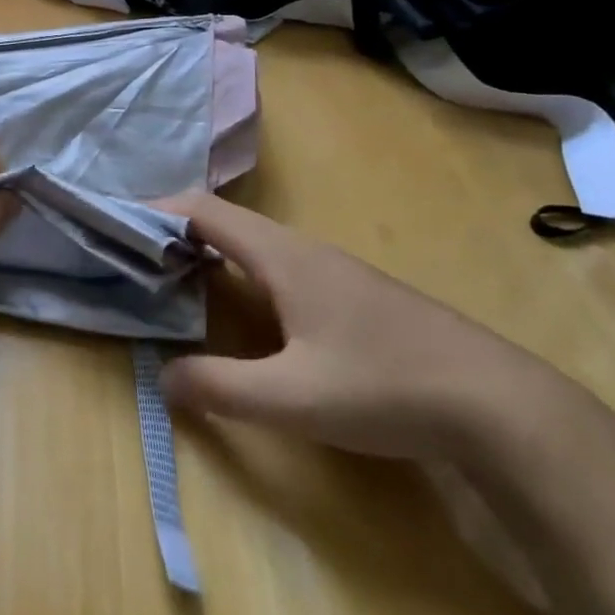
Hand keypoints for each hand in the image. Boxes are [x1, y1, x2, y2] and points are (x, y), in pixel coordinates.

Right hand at [159, 192, 568, 464]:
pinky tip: (241, 311)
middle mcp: (302, 249)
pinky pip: (276, 267)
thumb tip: (164, 378)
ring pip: (253, 245)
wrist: (499, 403)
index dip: (155, 210)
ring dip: (207, 255)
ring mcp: (331, 270)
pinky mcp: (351, 295)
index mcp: (281, 255)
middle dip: (173, 234)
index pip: (203, 211)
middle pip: (224, 223)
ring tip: (172, 282)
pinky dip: (239, 274)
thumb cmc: (385, 386)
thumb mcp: (294, 398)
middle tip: (132, 259)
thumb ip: (221, 387)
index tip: (115, 222)